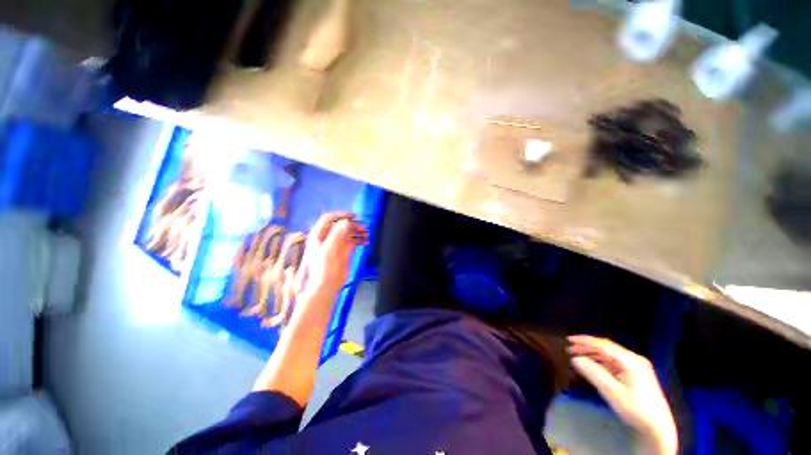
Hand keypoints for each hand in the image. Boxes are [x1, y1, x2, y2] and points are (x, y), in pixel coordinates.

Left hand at [294, 212, 366, 300]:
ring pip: (349, 232)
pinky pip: (354, 240)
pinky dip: (360, 239)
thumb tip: (347, 222)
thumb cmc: (324, 268)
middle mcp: (328, 237)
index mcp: (319, 235)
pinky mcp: (345, 250)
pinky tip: (366, 241)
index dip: (341, 215)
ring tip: (367, 234)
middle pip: (341, 224)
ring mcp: (337, 243)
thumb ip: (336, 234)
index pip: (329, 218)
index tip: (354, 216)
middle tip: (363, 228)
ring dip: (358, 231)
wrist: (327, 285)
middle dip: (353, 224)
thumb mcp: (328, 250)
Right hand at [568, 335, 677, 454]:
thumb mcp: (613, 393)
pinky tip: (591, 365)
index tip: (569, 340)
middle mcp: (634, 360)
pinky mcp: (635, 374)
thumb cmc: (636, 409)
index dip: (585, 341)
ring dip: (592, 354)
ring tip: (577, 356)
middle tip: (570, 348)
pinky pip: (613, 362)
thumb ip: (594, 374)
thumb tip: (575, 358)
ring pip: (609, 355)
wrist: (658, 428)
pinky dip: (599, 361)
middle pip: (606, 348)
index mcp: (630, 361)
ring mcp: (636, 367)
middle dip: (587, 347)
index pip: (603, 345)